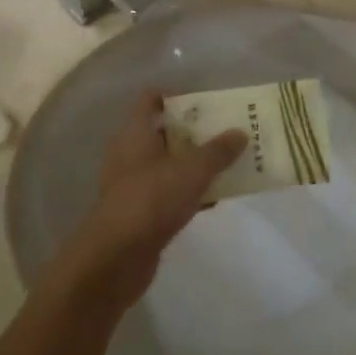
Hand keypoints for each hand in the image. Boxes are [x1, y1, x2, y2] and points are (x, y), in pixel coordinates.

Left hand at [51, 92, 245, 311]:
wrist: (116, 260)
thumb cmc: (151, 200)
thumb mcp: (192, 170)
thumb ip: (218, 150)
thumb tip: (240, 133)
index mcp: (135, 133)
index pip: (151, 99)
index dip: (177, 95)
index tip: (207, 101)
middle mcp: (131, 153)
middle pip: (165, 132)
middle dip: (195, 131)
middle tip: (227, 129)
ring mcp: (134, 185)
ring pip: (169, 164)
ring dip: (195, 163)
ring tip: (229, 160)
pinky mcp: (140, 213)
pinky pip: (170, 193)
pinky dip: (190, 192)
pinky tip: (215, 198)